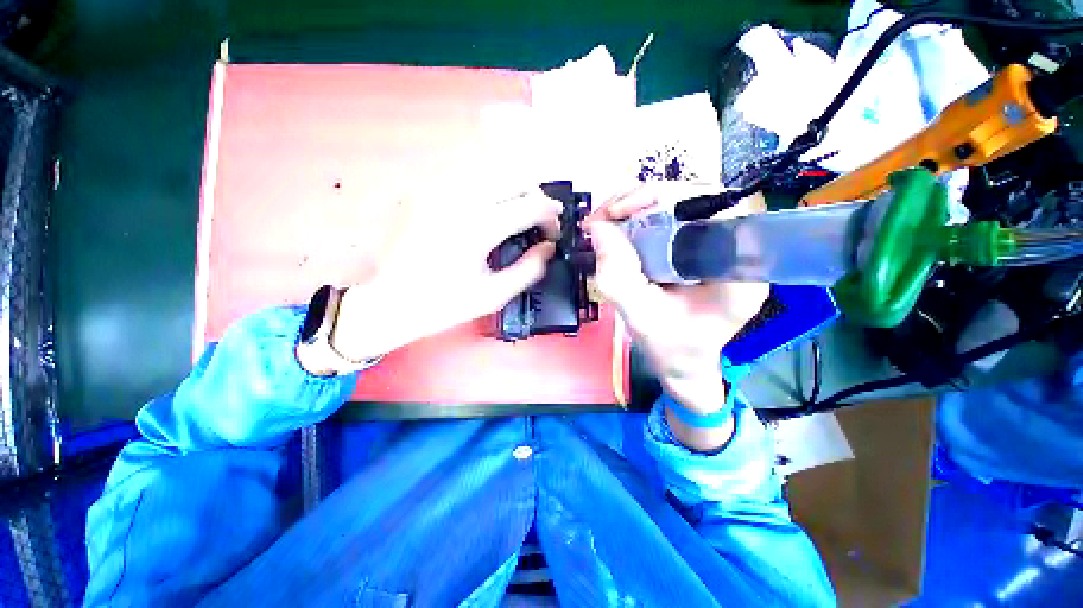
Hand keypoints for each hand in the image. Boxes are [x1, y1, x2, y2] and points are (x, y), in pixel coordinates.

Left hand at [330, 189, 561, 360]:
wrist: (387, 302)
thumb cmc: (443, 304)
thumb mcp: (494, 295)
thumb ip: (529, 269)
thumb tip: (548, 246)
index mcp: (478, 227)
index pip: (532, 205)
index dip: (551, 217)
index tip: (554, 233)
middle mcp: (459, 197)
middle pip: (516, 177)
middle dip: (538, 196)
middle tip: (541, 220)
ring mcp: (439, 188)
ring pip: (494, 170)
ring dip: (515, 188)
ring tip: (520, 212)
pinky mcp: (426, 189)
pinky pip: (470, 176)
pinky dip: (491, 187)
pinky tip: (492, 207)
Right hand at [584, 183, 768, 447]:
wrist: (681, 362)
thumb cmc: (670, 347)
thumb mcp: (640, 317)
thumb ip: (619, 275)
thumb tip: (598, 227)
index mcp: (738, 268)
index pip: (717, 206)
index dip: (669, 197)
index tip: (622, 213)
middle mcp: (736, 248)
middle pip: (694, 197)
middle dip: (642, 200)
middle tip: (603, 216)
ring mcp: (716, 243)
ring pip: (678, 203)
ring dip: (635, 206)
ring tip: (603, 221)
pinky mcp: (697, 244)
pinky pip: (669, 217)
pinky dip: (637, 217)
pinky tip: (615, 227)